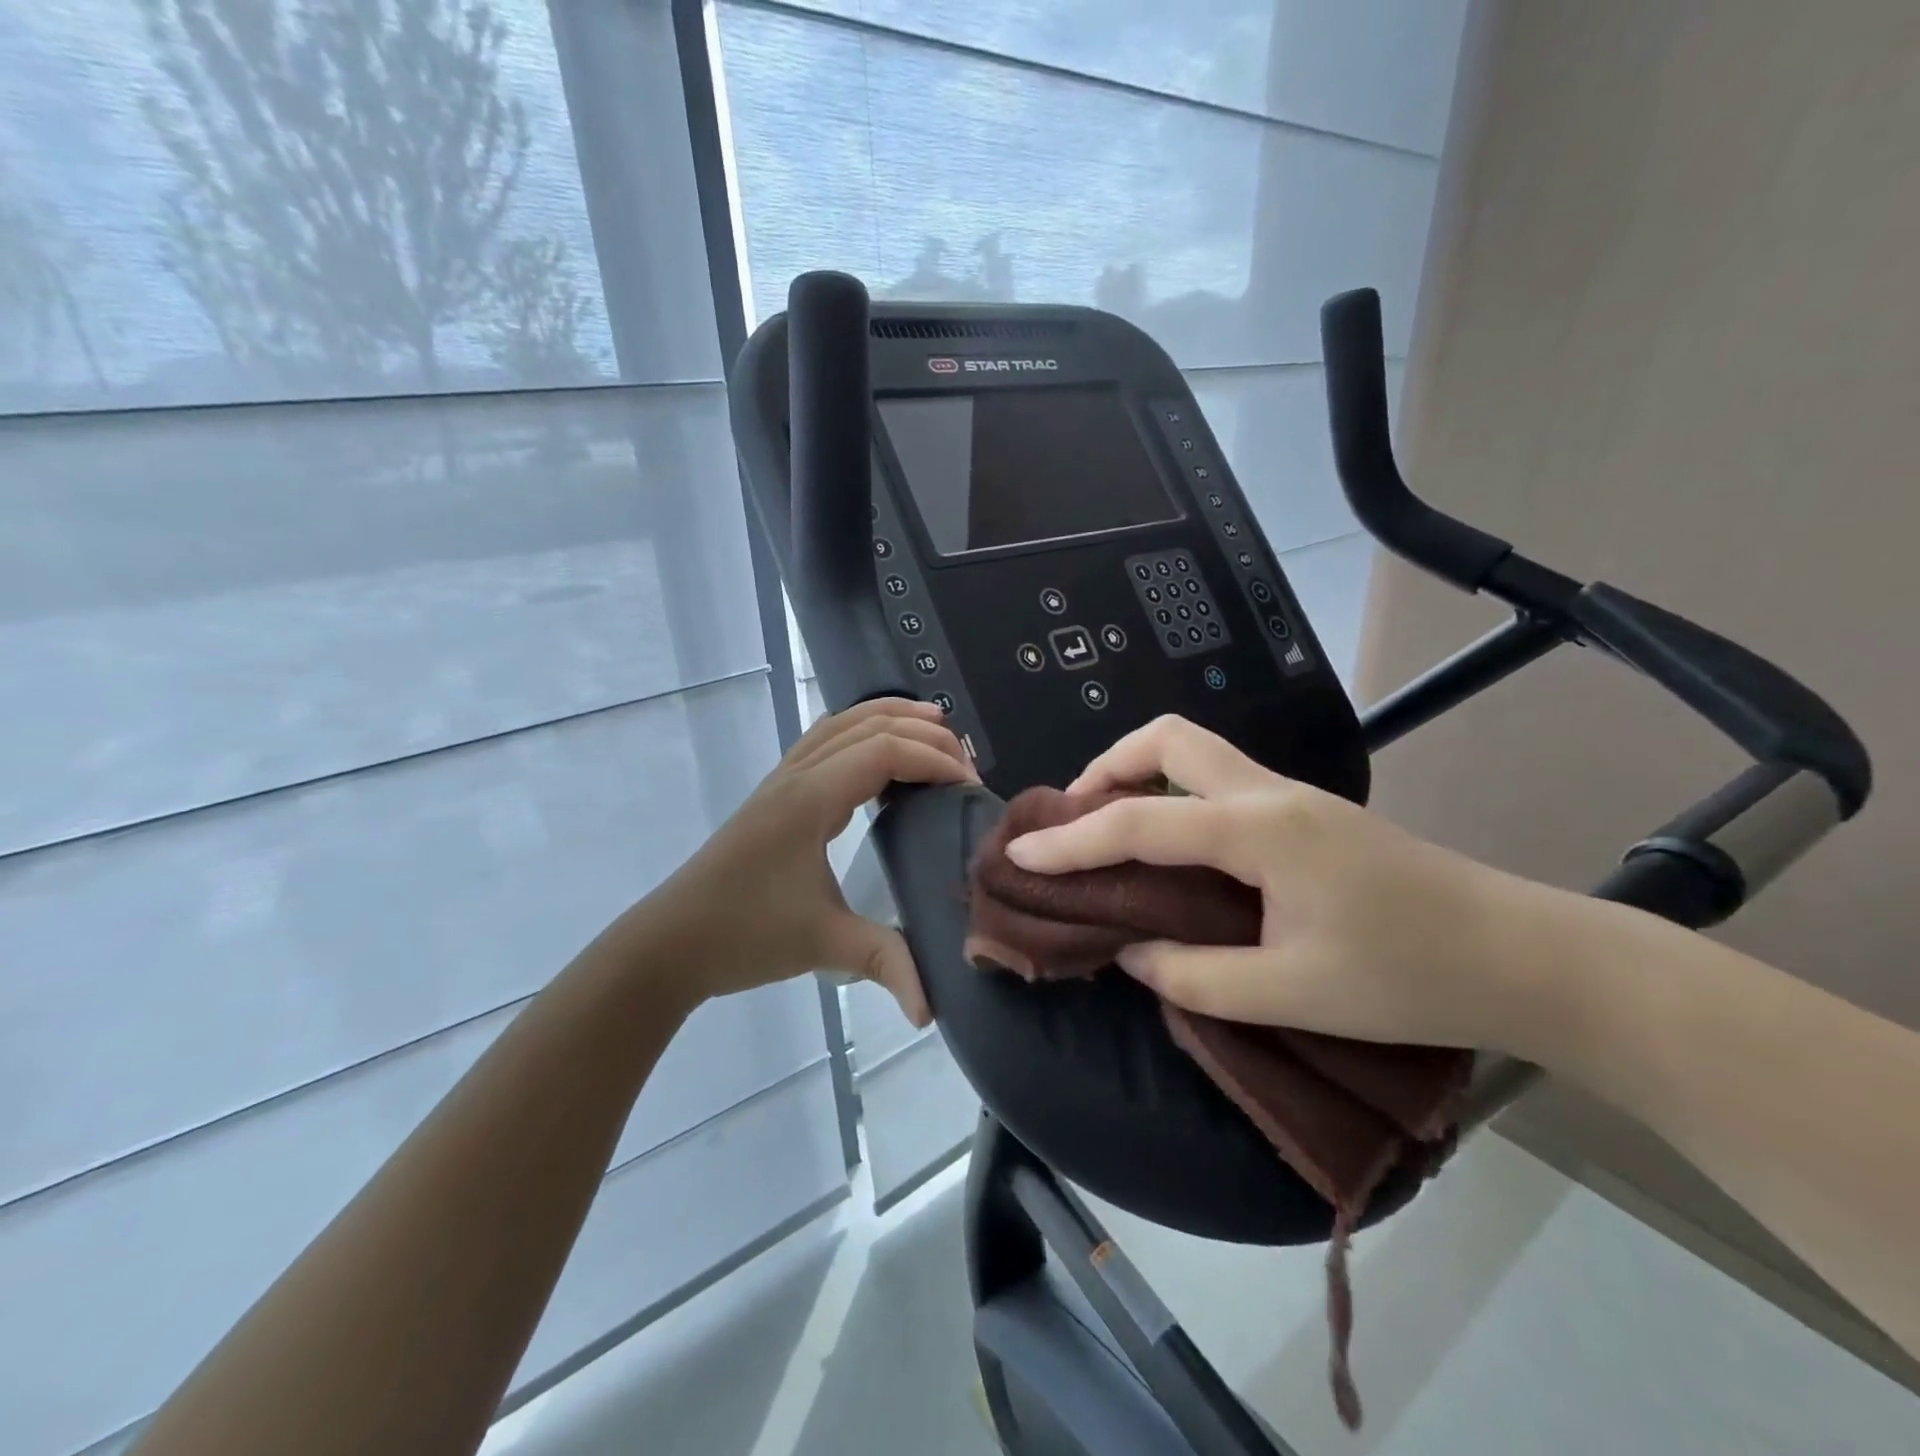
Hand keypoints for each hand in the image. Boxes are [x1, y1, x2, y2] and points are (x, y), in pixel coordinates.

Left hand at [641, 697, 975, 1023]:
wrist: (668, 943)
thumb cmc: (744, 935)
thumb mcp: (822, 945)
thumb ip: (884, 963)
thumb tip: (933, 1010)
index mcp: (810, 799)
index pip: (883, 752)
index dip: (932, 759)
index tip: (969, 786)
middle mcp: (796, 776)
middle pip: (866, 725)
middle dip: (920, 733)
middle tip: (964, 760)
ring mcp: (780, 780)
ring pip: (840, 724)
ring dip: (889, 718)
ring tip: (934, 726)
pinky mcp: (774, 794)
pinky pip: (823, 741)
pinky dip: (860, 731)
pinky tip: (876, 750)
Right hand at [1003, 715, 1560, 1052]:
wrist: (1522, 956)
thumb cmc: (1408, 976)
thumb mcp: (1290, 992)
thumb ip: (1193, 974)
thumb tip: (1130, 951)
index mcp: (1257, 830)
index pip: (1138, 822)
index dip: (1070, 841)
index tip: (1019, 855)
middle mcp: (1268, 793)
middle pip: (1168, 739)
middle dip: (1107, 767)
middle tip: (1077, 820)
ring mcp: (1292, 795)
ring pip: (1195, 750)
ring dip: (1140, 774)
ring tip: (1112, 828)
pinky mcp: (1306, 811)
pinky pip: (1217, 779)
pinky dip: (1173, 794)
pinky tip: (1172, 845)